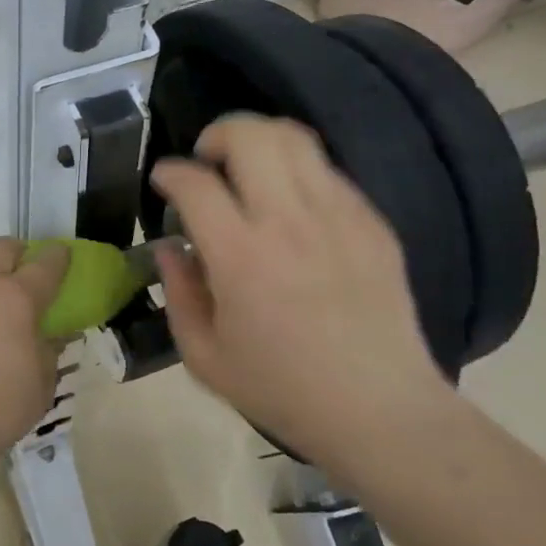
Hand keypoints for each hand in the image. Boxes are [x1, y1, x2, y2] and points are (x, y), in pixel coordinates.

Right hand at [150, 114, 453, 481]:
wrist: (381, 411)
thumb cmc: (282, 390)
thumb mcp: (204, 357)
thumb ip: (177, 292)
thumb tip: (168, 247)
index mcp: (240, 257)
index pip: (195, 183)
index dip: (170, 172)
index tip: (163, 180)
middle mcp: (289, 221)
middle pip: (250, 136)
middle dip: (217, 134)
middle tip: (208, 160)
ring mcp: (339, 216)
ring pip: (295, 139)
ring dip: (260, 140)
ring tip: (248, 168)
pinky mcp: (373, 223)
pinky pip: (328, 171)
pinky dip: (298, 172)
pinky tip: (292, 207)